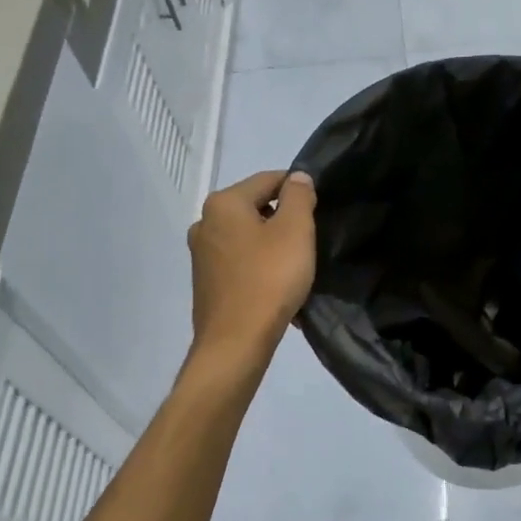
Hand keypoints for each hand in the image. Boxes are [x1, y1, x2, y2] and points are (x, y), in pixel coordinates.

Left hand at [187, 169, 316, 358]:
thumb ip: (299, 197)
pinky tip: (279, 290)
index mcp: (223, 204)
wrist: (236, 343)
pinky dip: (261, 269)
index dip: (298, 190)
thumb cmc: (269, 279)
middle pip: (256, 209)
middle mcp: (205, 223)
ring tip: (298, 269)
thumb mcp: (295, 231)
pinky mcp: (206, 282)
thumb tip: (297, 178)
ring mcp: (202, 255)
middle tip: (310, 243)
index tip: (318, 211)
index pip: (268, 180)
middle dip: (285, 221)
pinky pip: (241, 264)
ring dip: (275, 248)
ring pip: (249, 238)